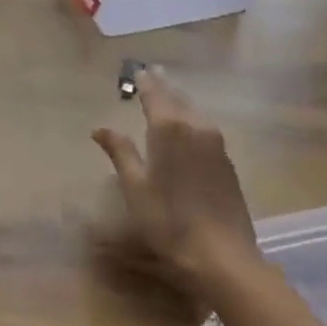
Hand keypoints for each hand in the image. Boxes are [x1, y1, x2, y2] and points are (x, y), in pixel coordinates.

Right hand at [92, 70, 262, 301]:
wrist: (222, 255)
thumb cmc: (168, 220)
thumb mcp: (135, 187)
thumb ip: (120, 152)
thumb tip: (100, 129)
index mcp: (168, 129)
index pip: (154, 95)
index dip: (145, 82)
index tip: (138, 70)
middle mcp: (195, 127)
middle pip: (177, 98)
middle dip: (164, 85)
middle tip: (154, 72)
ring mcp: (216, 143)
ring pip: (194, 111)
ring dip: (180, 99)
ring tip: (169, 92)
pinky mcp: (226, 161)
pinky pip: (205, 126)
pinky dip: (192, 117)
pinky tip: (189, 123)